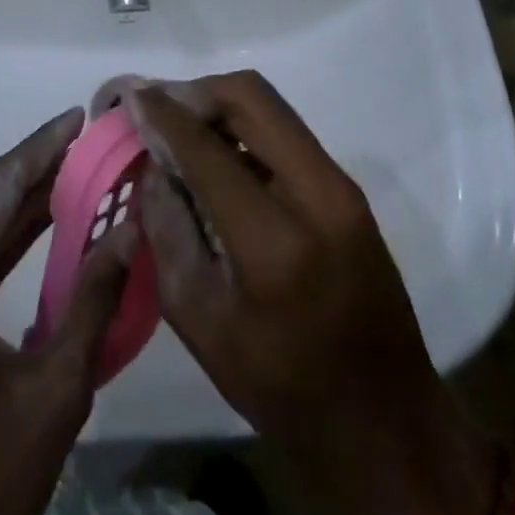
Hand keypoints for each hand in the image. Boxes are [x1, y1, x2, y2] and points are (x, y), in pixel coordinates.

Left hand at [0, 109, 135, 514]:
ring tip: (82, 172)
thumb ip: (92, 303)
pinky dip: (11, 244)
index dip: (41, 147)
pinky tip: (49, 225)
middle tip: (93, 143)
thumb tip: (133, 230)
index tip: (79, 116)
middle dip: (42, 172)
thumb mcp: (50, 396)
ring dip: (29, 206)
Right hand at [128, 74, 494, 514]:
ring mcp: (340, 185)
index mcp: (274, 241)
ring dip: (218, 105)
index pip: (206, 148)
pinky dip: (243, 127)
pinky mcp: (347, 189)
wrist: (387, 424)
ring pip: (270, 106)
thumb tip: (153, 166)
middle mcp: (316, 193)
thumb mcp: (201, 323)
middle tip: (157, 108)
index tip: (128, 95)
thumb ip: (168, 232)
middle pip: (248, 96)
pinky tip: (218, 154)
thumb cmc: (283, 390)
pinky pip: (285, 132)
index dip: (161, 114)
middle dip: (193, 91)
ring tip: (181, 128)